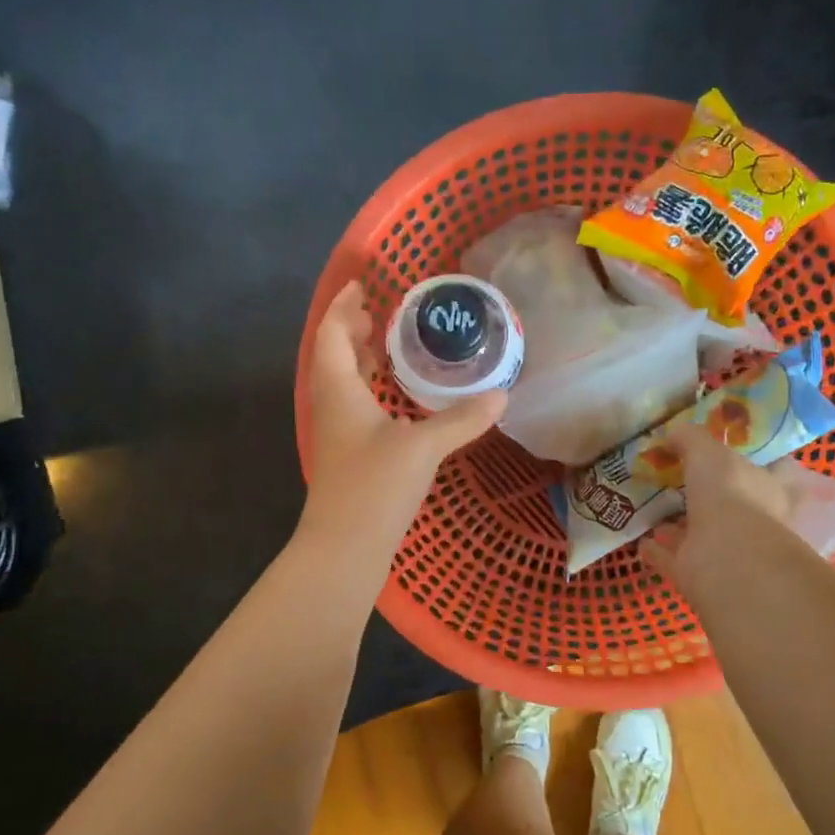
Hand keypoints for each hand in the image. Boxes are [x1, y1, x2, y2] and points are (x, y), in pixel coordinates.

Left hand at [299, 280, 505, 561]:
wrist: (344, 549)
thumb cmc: (374, 487)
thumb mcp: (422, 447)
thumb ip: (461, 419)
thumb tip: (502, 396)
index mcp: (339, 390)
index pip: (332, 334)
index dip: (344, 307)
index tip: (363, 286)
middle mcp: (332, 406)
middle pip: (334, 356)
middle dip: (353, 330)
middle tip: (383, 313)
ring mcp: (337, 434)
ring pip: (344, 383)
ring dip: (361, 360)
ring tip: (391, 347)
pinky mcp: (349, 457)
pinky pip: (355, 407)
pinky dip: (372, 391)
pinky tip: (399, 401)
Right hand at [640, 425, 834, 600]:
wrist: (727, 558)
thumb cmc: (729, 494)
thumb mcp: (708, 451)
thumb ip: (691, 438)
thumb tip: (673, 433)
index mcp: (768, 488)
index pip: (768, 469)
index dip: (747, 458)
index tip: (723, 449)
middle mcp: (753, 520)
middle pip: (729, 502)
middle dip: (706, 492)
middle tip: (676, 476)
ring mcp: (726, 550)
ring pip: (700, 531)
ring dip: (679, 523)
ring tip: (653, 506)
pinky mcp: (699, 573)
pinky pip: (673, 558)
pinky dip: (658, 550)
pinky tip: (639, 540)